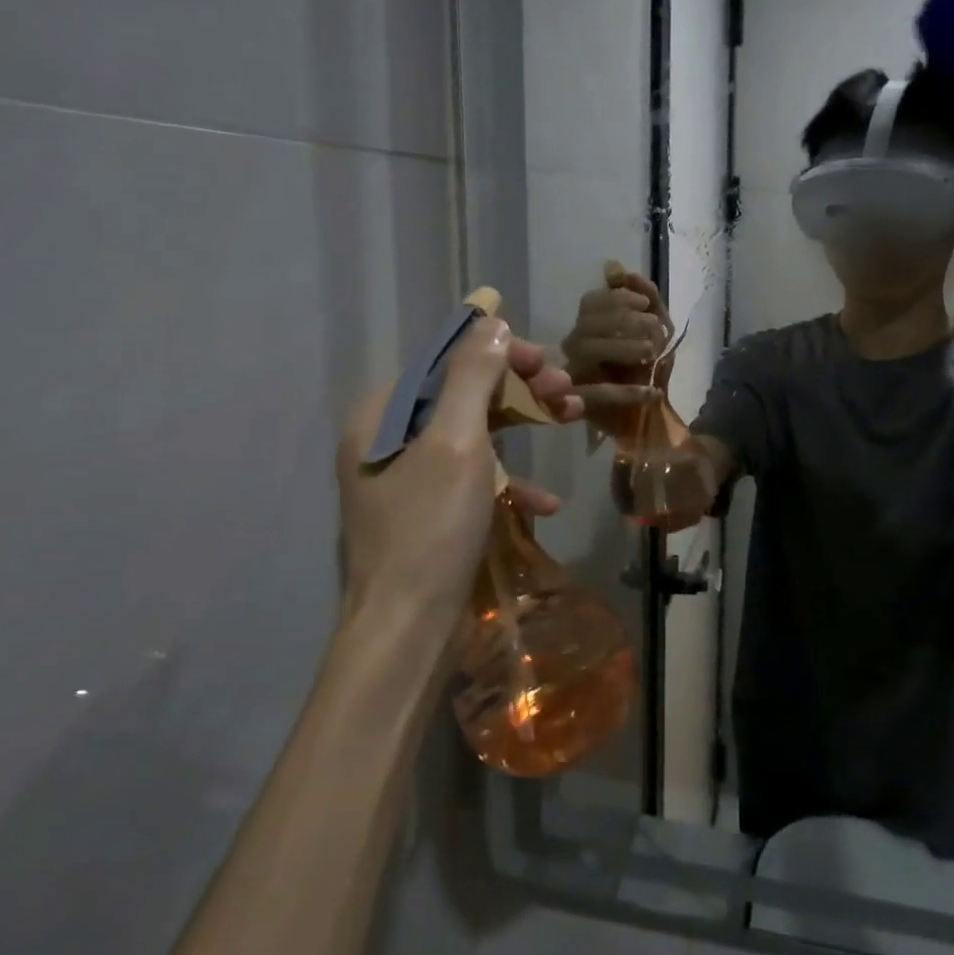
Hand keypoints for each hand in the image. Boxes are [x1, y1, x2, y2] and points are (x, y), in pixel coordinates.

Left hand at [335, 320, 579, 625]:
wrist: (407, 632)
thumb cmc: (430, 529)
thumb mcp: (456, 442)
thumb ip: (472, 376)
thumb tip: (491, 322)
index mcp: (382, 416)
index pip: (446, 362)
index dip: (500, 354)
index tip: (547, 361)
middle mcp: (388, 440)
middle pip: (463, 395)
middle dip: (519, 390)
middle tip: (567, 390)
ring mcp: (408, 479)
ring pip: (474, 435)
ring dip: (523, 428)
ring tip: (571, 420)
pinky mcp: (429, 513)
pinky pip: (472, 480)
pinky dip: (509, 482)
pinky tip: (547, 500)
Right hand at [561, 262, 672, 415]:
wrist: (650, 420)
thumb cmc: (648, 368)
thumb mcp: (656, 327)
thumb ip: (643, 295)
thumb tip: (613, 266)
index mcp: (588, 326)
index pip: (590, 303)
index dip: (617, 299)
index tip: (644, 305)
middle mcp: (573, 348)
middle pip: (587, 324)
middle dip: (624, 321)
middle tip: (656, 330)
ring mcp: (572, 376)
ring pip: (587, 351)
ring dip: (623, 348)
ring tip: (652, 354)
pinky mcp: (580, 407)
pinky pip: (598, 395)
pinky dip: (628, 392)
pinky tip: (652, 391)